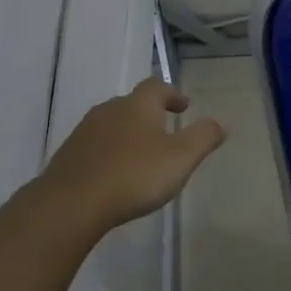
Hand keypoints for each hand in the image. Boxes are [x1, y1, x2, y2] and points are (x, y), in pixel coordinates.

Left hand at [40, 78, 226, 235]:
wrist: (72, 203)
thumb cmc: (134, 175)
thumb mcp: (181, 157)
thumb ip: (203, 137)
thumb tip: (221, 122)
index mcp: (138, 105)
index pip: (157, 87)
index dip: (172, 94)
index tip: (183, 107)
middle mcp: (109, 110)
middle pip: (132, 103)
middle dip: (150, 113)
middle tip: (166, 130)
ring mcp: (84, 132)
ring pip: (113, 124)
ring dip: (129, 133)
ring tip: (142, 154)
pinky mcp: (69, 155)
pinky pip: (96, 146)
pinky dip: (111, 152)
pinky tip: (116, 173)